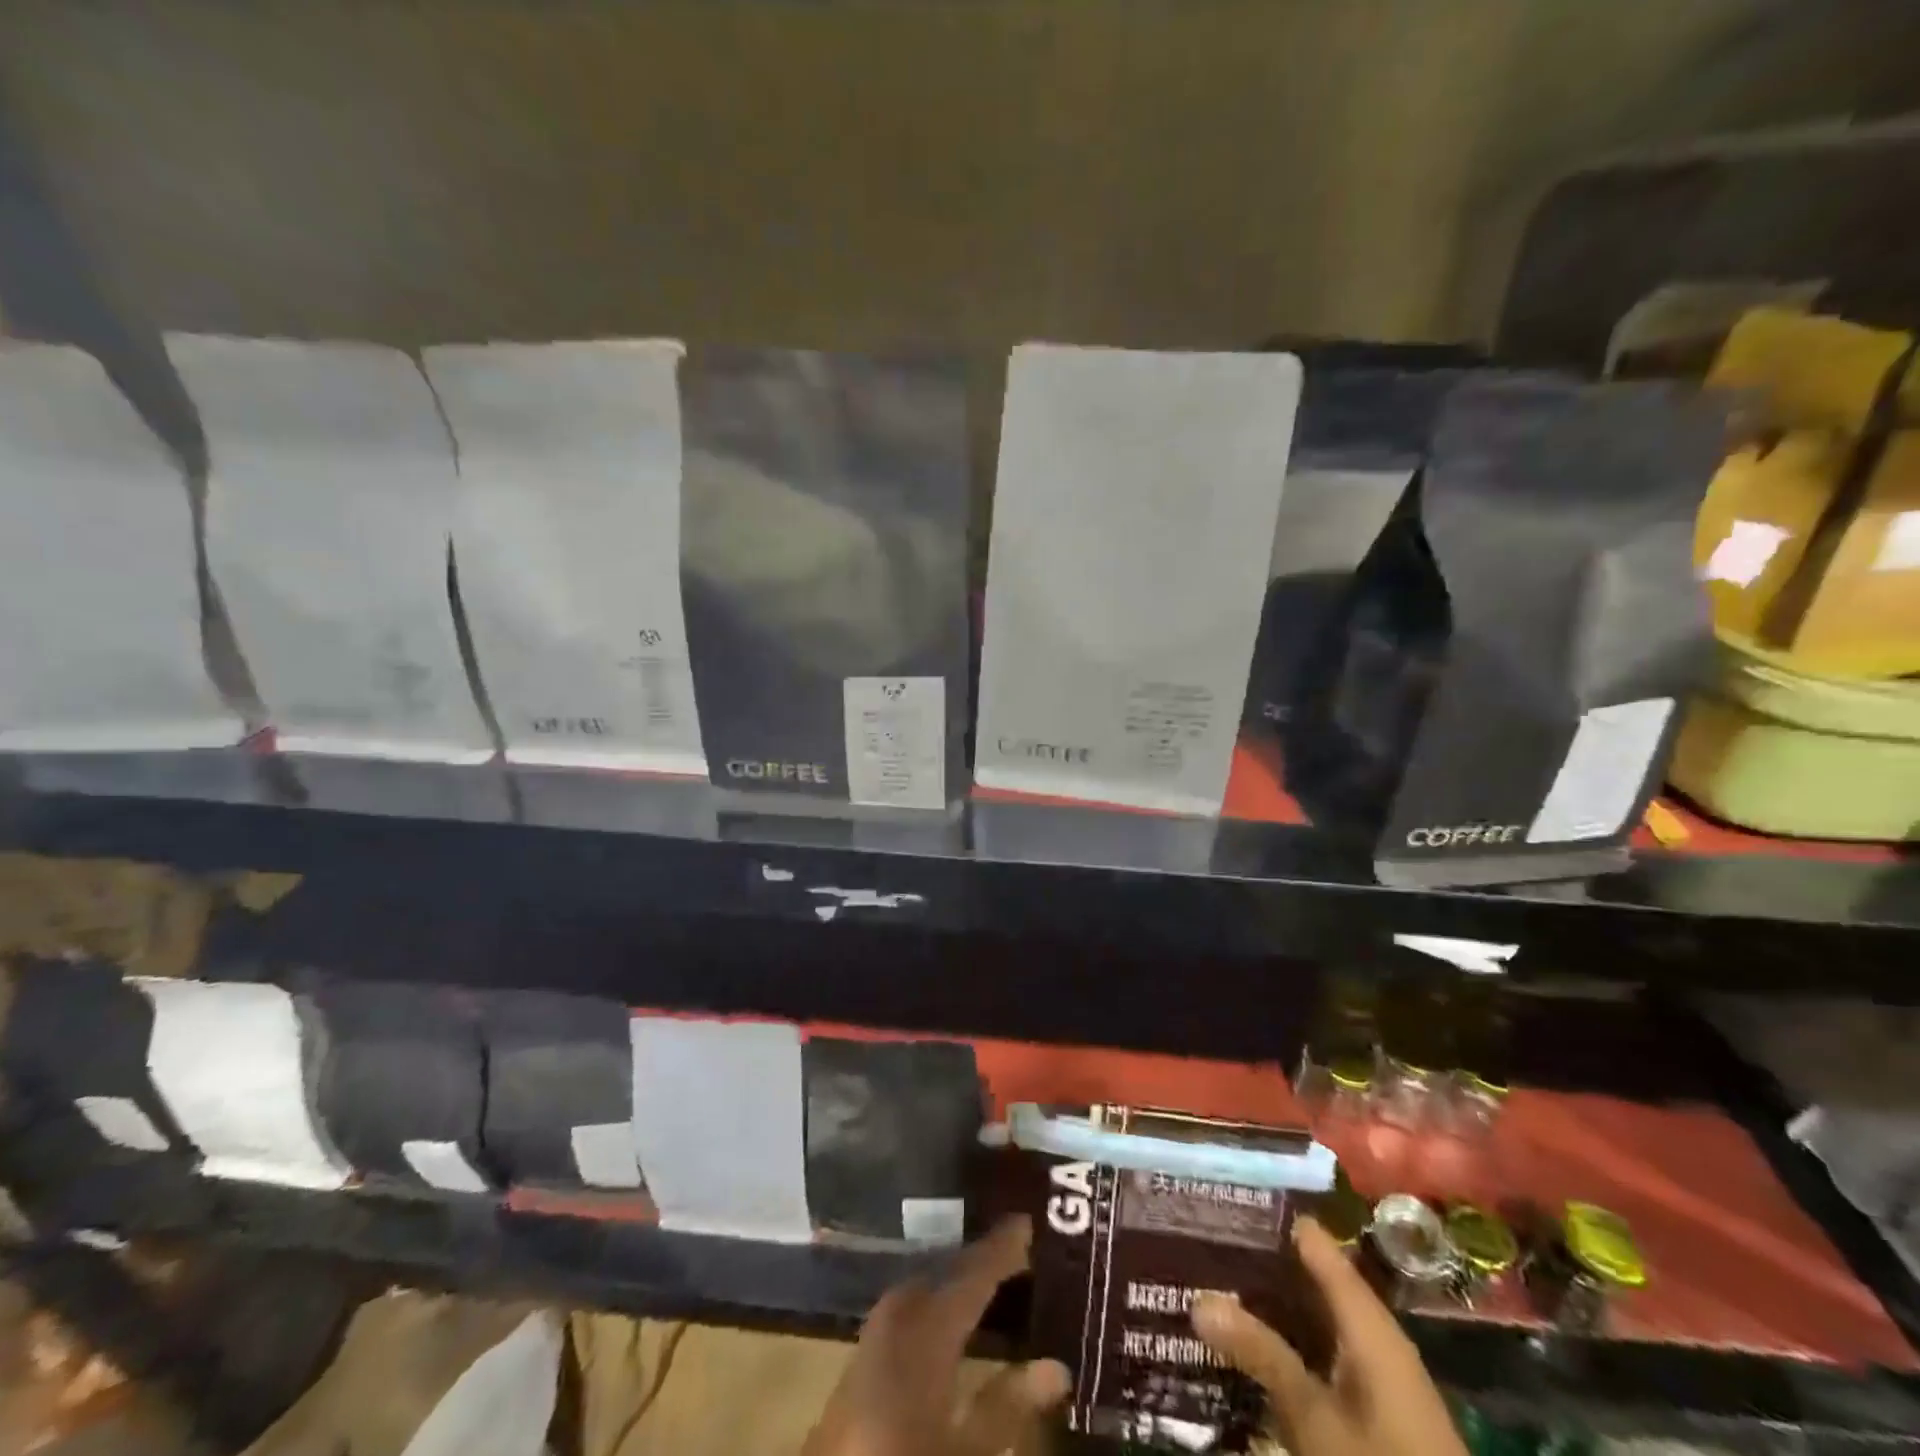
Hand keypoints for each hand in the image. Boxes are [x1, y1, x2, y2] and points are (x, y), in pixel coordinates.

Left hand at [803, 1216, 1069, 1455]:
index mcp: (924, 1330)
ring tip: (988, 1279)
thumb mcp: (967, 1451)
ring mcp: (872, 1338)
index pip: (971, 1275)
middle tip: (1015, 1252)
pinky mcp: (859, 1363)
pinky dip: (932, 1303)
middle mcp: (897, 1319)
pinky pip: (904, 1310)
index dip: (1000, 1250)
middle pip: (943, 1275)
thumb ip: (1007, 1406)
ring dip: (954, 1281)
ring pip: (922, 1288)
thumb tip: (1056, 1367)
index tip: (1027, 1221)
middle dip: (977, 1261)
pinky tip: (947, 1321)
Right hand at [1192, 1218, 1466, 1455]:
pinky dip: (1286, 1343)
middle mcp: (1374, 1336)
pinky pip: (1320, 1354)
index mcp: (1368, 1321)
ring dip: (1270, 1307)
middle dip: (1260, 1265)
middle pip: (1312, 1281)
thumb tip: (1199, 1297)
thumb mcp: (1315, 1418)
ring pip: (1313, 1320)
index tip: (1222, 1199)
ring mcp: (1376, 1376)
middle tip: (1202, 1242)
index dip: (1271, 1220)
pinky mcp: (1374, 1412)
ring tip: (1213, 1286)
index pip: (1315, 1245)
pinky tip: (1250, 1350)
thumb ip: (1261, 1354)